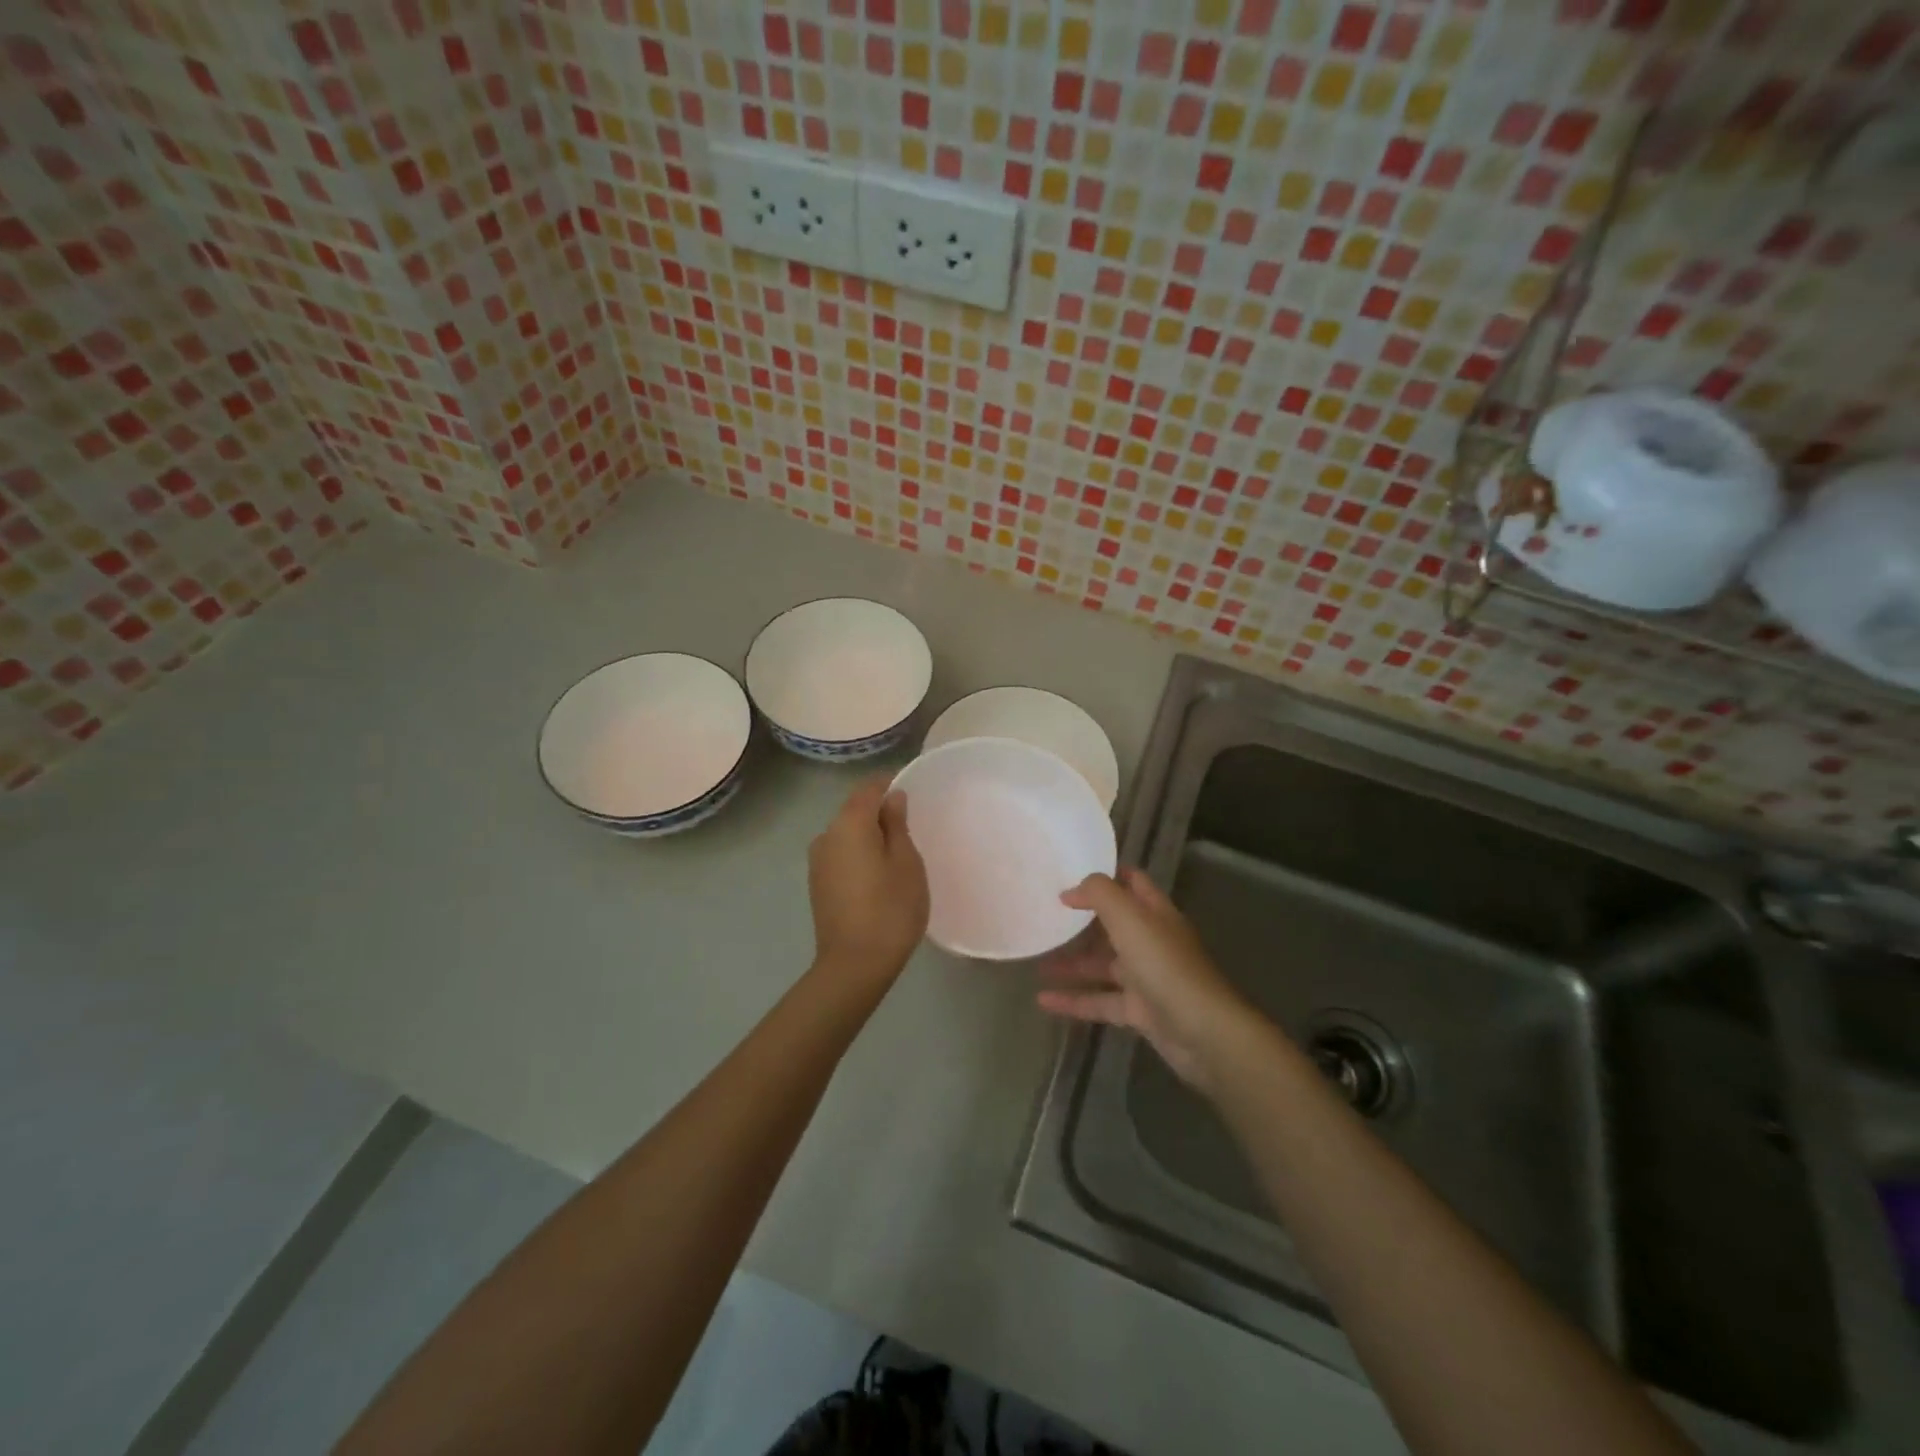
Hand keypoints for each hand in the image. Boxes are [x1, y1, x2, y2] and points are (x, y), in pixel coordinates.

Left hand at [807, 776, 929, 988]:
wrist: (854, 965)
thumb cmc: (890, 909)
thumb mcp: (906, 863)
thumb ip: (897, 825)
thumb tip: (892, 798)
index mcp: (849, 824)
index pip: (868, 788)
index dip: (889, 783)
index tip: (912, 790)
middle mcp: (826, 835)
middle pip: (854, 810)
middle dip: (879, 810)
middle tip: (911, 824)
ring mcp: (818, 861)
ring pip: (846, 833)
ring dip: (869, 834)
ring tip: (897, 850)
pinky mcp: (817, 883)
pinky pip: (841, 854)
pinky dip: (859, 853)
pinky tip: (878, 871)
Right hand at [1037, 869, 1250, 1091]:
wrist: (1202, 1031)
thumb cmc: (1164, 965)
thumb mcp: (1129, 917)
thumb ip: (1099, 893)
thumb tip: (1071, 890)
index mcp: (1155, 913)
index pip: (1132, 883)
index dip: (1105, 875)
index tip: (1069, 873)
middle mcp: (1151, 941)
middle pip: (1113, 925)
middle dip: (1081, 921)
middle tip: (1045, 916)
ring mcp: (1146, 978)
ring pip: (1102, 965)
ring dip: (1071, 962)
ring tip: (1036, 959)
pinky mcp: (1139, 1011)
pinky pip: (1099, 1001)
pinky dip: (1073, 1000)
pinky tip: (1043, 1001)